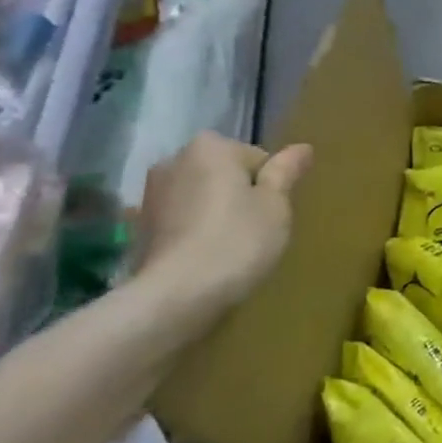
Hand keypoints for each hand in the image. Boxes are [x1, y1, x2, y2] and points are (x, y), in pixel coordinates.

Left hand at [135, 133, 311, 307]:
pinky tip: (204, 258)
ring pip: (201, 197)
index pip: (257, 159)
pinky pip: (181, 221)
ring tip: (229, 248)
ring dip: (216, 213)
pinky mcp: (138, 228)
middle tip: (255, 230)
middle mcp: (174, 161)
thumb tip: (302, 147)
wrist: (176, 295)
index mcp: (211, 147)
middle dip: (240, 196)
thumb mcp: (276, 205)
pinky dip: (194, 232)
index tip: (271, 214)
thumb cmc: (237, 240)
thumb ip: (286, 172)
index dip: (270, 187)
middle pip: (224, 174)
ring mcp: (150, 195)